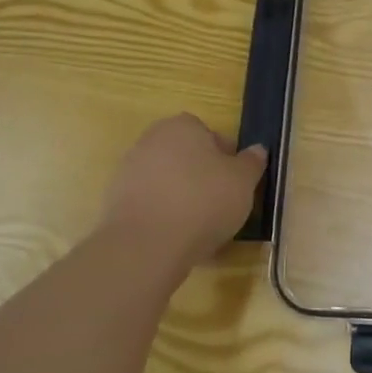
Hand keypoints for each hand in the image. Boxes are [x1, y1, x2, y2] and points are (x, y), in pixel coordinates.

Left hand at [101, 114, 265, 276]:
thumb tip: (257, 150)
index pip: (210, 135)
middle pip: (186, 157)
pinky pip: (150, 204)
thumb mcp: (243, 181)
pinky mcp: (114, 204)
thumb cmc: (203, 201)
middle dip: (202, 176)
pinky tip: (177, 239)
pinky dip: (164, 216)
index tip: (235, 183)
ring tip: (201, 227)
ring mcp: (128, 171)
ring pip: (168, 182)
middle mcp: (151, 140)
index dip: (226, 158)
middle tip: (221, 203)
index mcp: (182, 126)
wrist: (145, 246)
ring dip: (182, 197)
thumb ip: (252, 162)